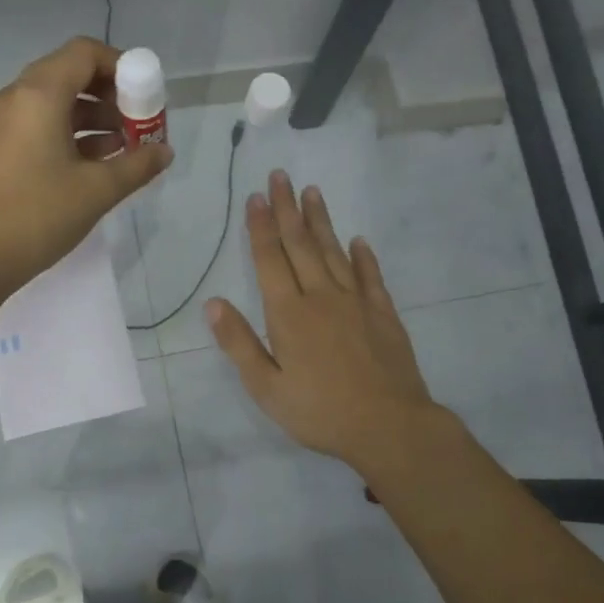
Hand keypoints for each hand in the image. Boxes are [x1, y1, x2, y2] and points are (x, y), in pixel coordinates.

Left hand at [0, 38, 173, 296]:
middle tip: (138, 123)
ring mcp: (2, 122)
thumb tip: (164, 152)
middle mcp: (15, 97)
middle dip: (110, 94)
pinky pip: (39, 123)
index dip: (120, 66)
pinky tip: (97, 161)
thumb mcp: (98, 190)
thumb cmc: (39, 216)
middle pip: (69, 74)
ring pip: (55, 101)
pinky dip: (70, 132)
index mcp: (38, 95)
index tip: (144, 95)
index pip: (84, 53)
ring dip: (92, 116)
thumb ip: (137, 165)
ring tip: (125, 147)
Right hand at [207, 172, 450, 475]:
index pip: (270, 260)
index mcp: (288, 314)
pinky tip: (359, 240)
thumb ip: (239, 343)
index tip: (256, 197)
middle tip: (280, 176)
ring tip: (312, 192)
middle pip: (301, 245)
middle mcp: (321, 297)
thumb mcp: (267, 388)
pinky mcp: (383, 314)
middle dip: (288, 209)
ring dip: (321, 221)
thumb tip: (213, 303)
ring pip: (334, 252)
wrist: (389, 427)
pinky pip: (371, 276)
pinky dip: (364, 256)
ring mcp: (356, 303)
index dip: (261, 227)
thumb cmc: (320, 412)